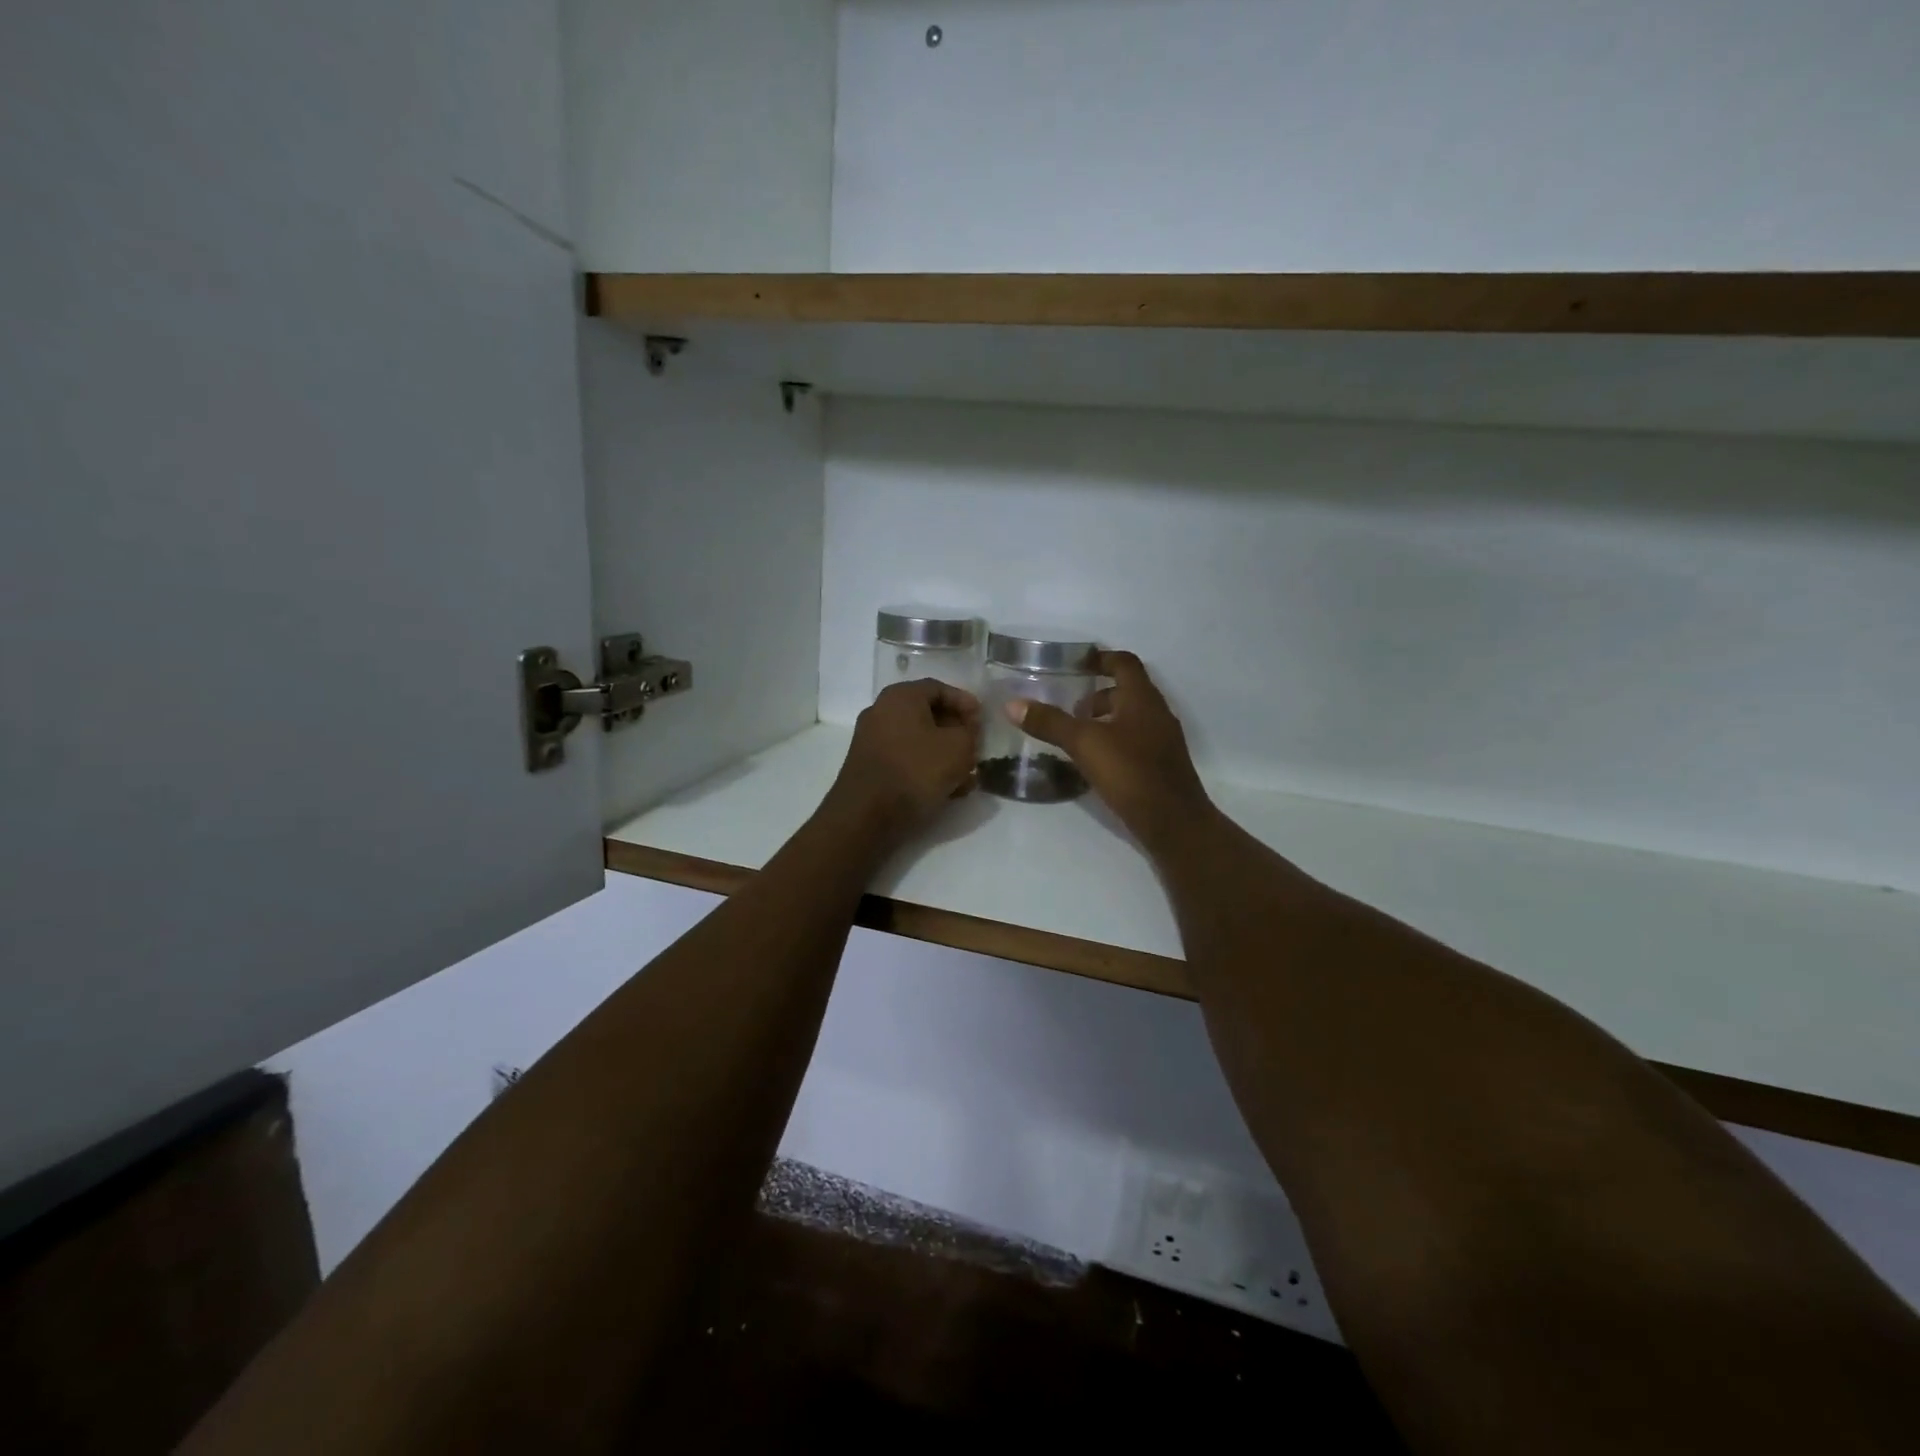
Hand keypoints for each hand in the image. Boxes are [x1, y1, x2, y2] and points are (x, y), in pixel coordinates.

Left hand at [828, 679, 981, 842]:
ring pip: (919, 741)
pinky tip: (948, 790)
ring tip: (967, 776)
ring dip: (945, 755)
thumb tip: (967, 730)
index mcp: (901, 696)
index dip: (966, 703)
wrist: (866, 815)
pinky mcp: (870, 767)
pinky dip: (927, 769)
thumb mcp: (958, 747)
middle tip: (976, 748)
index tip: (983, 722)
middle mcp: (881, 712)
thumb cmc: (916, 770)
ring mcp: (872, 740)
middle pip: (928, 715)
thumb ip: (971, 732)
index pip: (940, 688)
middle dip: (957, 732)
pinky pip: (906, 760)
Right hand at [1008, 650, 1212, 851]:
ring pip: (1131, 718)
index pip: (1124, 663)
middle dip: (1099, 694)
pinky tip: (1095, 762)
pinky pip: (1135, 741)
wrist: (1174, 822)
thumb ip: (1050, 722)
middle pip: (1128, 691)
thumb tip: (1012, 704)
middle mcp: (1157, 713)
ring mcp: (1163, 740)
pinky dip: (1114, 741)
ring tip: (1077, 736)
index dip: (1100, 658)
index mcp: (1142, 698)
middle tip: (1070, 707)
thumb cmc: (1131, 773)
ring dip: (1106, 719)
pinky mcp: (1161, 765)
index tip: (1076, 663)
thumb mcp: (1084, 744)